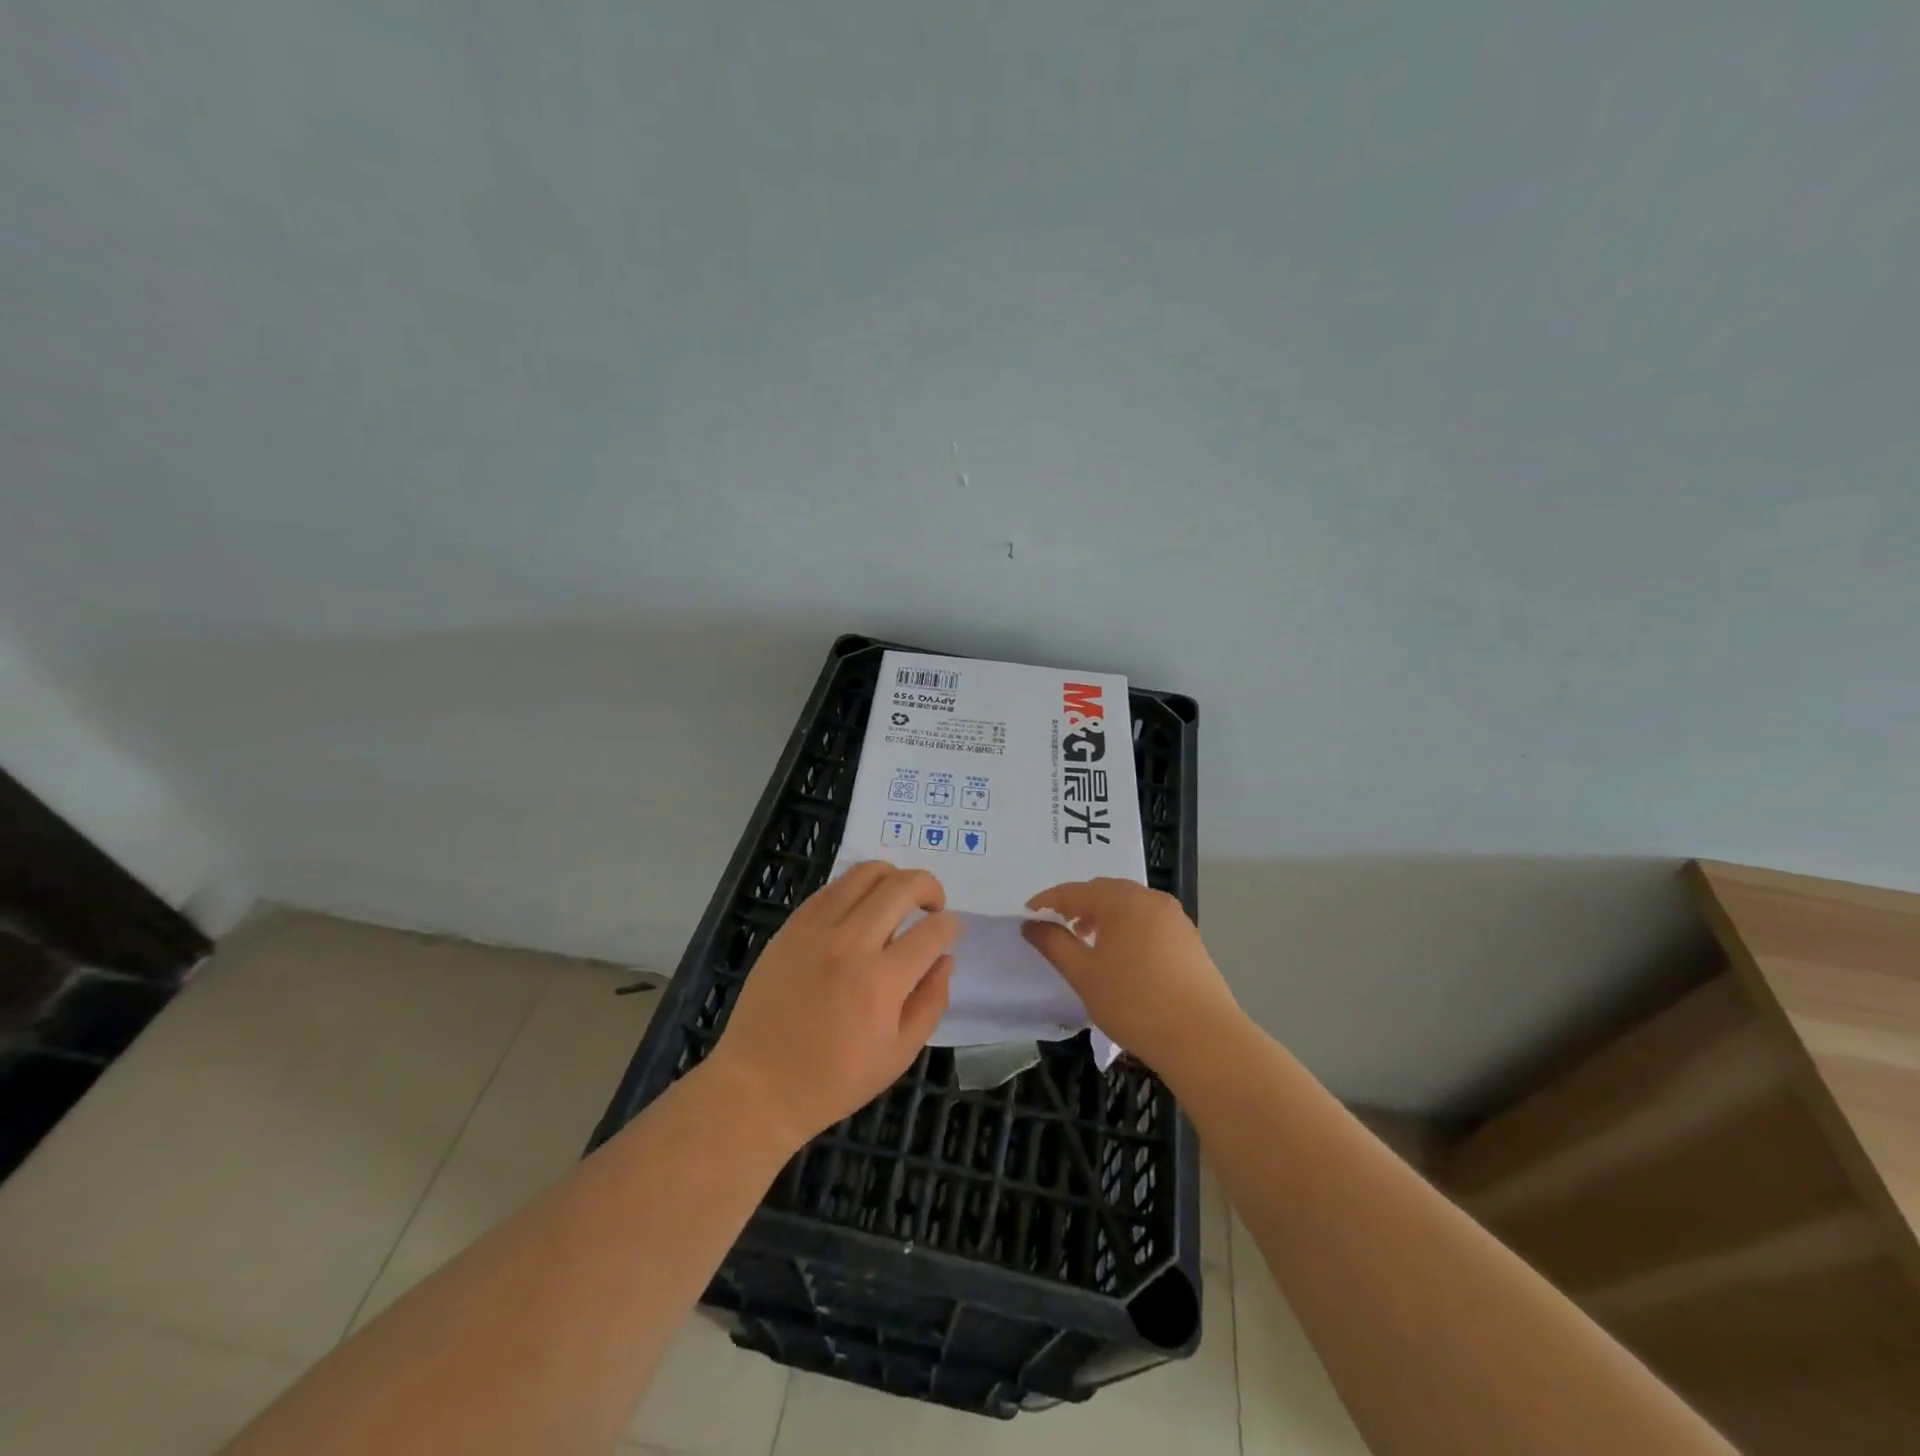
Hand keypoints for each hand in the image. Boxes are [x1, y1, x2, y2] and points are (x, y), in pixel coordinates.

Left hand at [707, 861, 960, 1148]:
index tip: (951, 931)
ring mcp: (817, 929)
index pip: (932, 930)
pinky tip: (861, 910)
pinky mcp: (792, 925)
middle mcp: (851, 943)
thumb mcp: (898, 1055)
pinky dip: (857, 888)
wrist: (758, 1084)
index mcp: (882, 981)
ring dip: (894, 877)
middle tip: (932, 907)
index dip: (951, 925)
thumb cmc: (833, 1080)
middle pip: (903, 885)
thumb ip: (931, 1002)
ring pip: (866, 873)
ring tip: (897, 899)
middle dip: (930, 887)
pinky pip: (833, 887)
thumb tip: (946, 958)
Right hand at [1021, 878, 1242, 1077]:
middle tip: (1059, 925)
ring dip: (1104, 915)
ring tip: (1089, 941)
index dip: (1049, 900)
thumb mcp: (1084, 974)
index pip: (1076, 891)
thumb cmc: (1134, 1002)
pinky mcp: (1190, 939)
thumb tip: (1031, 924)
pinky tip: (1123, 955)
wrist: (1203, 1038)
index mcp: (1123, 901)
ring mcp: (1175, 918)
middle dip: (1079, 904)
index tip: (1029, 913)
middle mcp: (1151, 899)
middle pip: (1105, 891)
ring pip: (1130, 905)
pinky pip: (1149, 920)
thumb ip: (1054, 944)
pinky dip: (1128, 927)